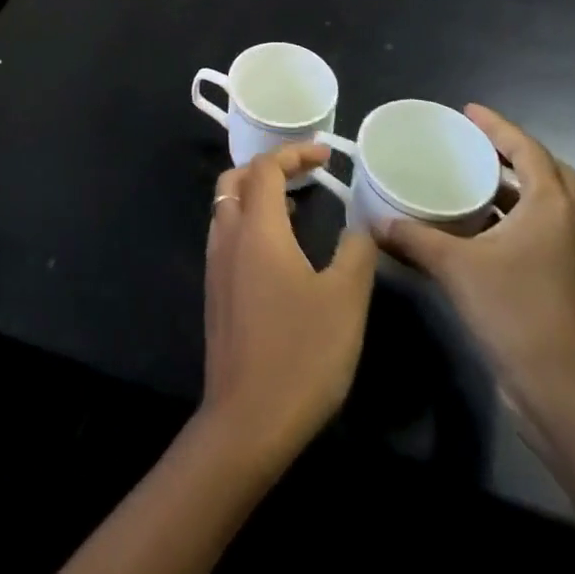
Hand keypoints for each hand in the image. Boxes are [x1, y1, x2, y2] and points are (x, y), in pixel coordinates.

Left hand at [199, 143, 377, 470]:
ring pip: (226, 206)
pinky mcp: (214, 291)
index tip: (326, 154)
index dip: (294, 153)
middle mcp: (228, 236)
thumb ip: (356, 253)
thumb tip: (360, 225)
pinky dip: (248, 221)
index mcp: (257, 228)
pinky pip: (226, 234)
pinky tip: (278, 249)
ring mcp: (215, 264)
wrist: (247, 420)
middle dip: (267, 167)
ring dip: (255, 194)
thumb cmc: (301, 353)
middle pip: (235, 179)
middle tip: (305, 174)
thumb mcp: (345, 301)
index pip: (266, 168)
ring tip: (295, 206)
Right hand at [379, 105, 574, 427]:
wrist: (564, 393)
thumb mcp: (455, 267)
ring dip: (509, 188)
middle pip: (548, 174)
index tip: (468, 112)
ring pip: (540, 207)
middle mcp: (562, 226)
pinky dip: (503, 221)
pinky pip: (529, 234)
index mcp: (549, 209)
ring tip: (466, 179)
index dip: (499, 127)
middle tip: (475, 144)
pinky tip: (467, 230)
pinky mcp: (553, 284)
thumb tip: (372, 221)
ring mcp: (562, 258)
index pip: (528, 151)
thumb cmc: (516, 312)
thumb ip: (413, 239)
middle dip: (514, 154)